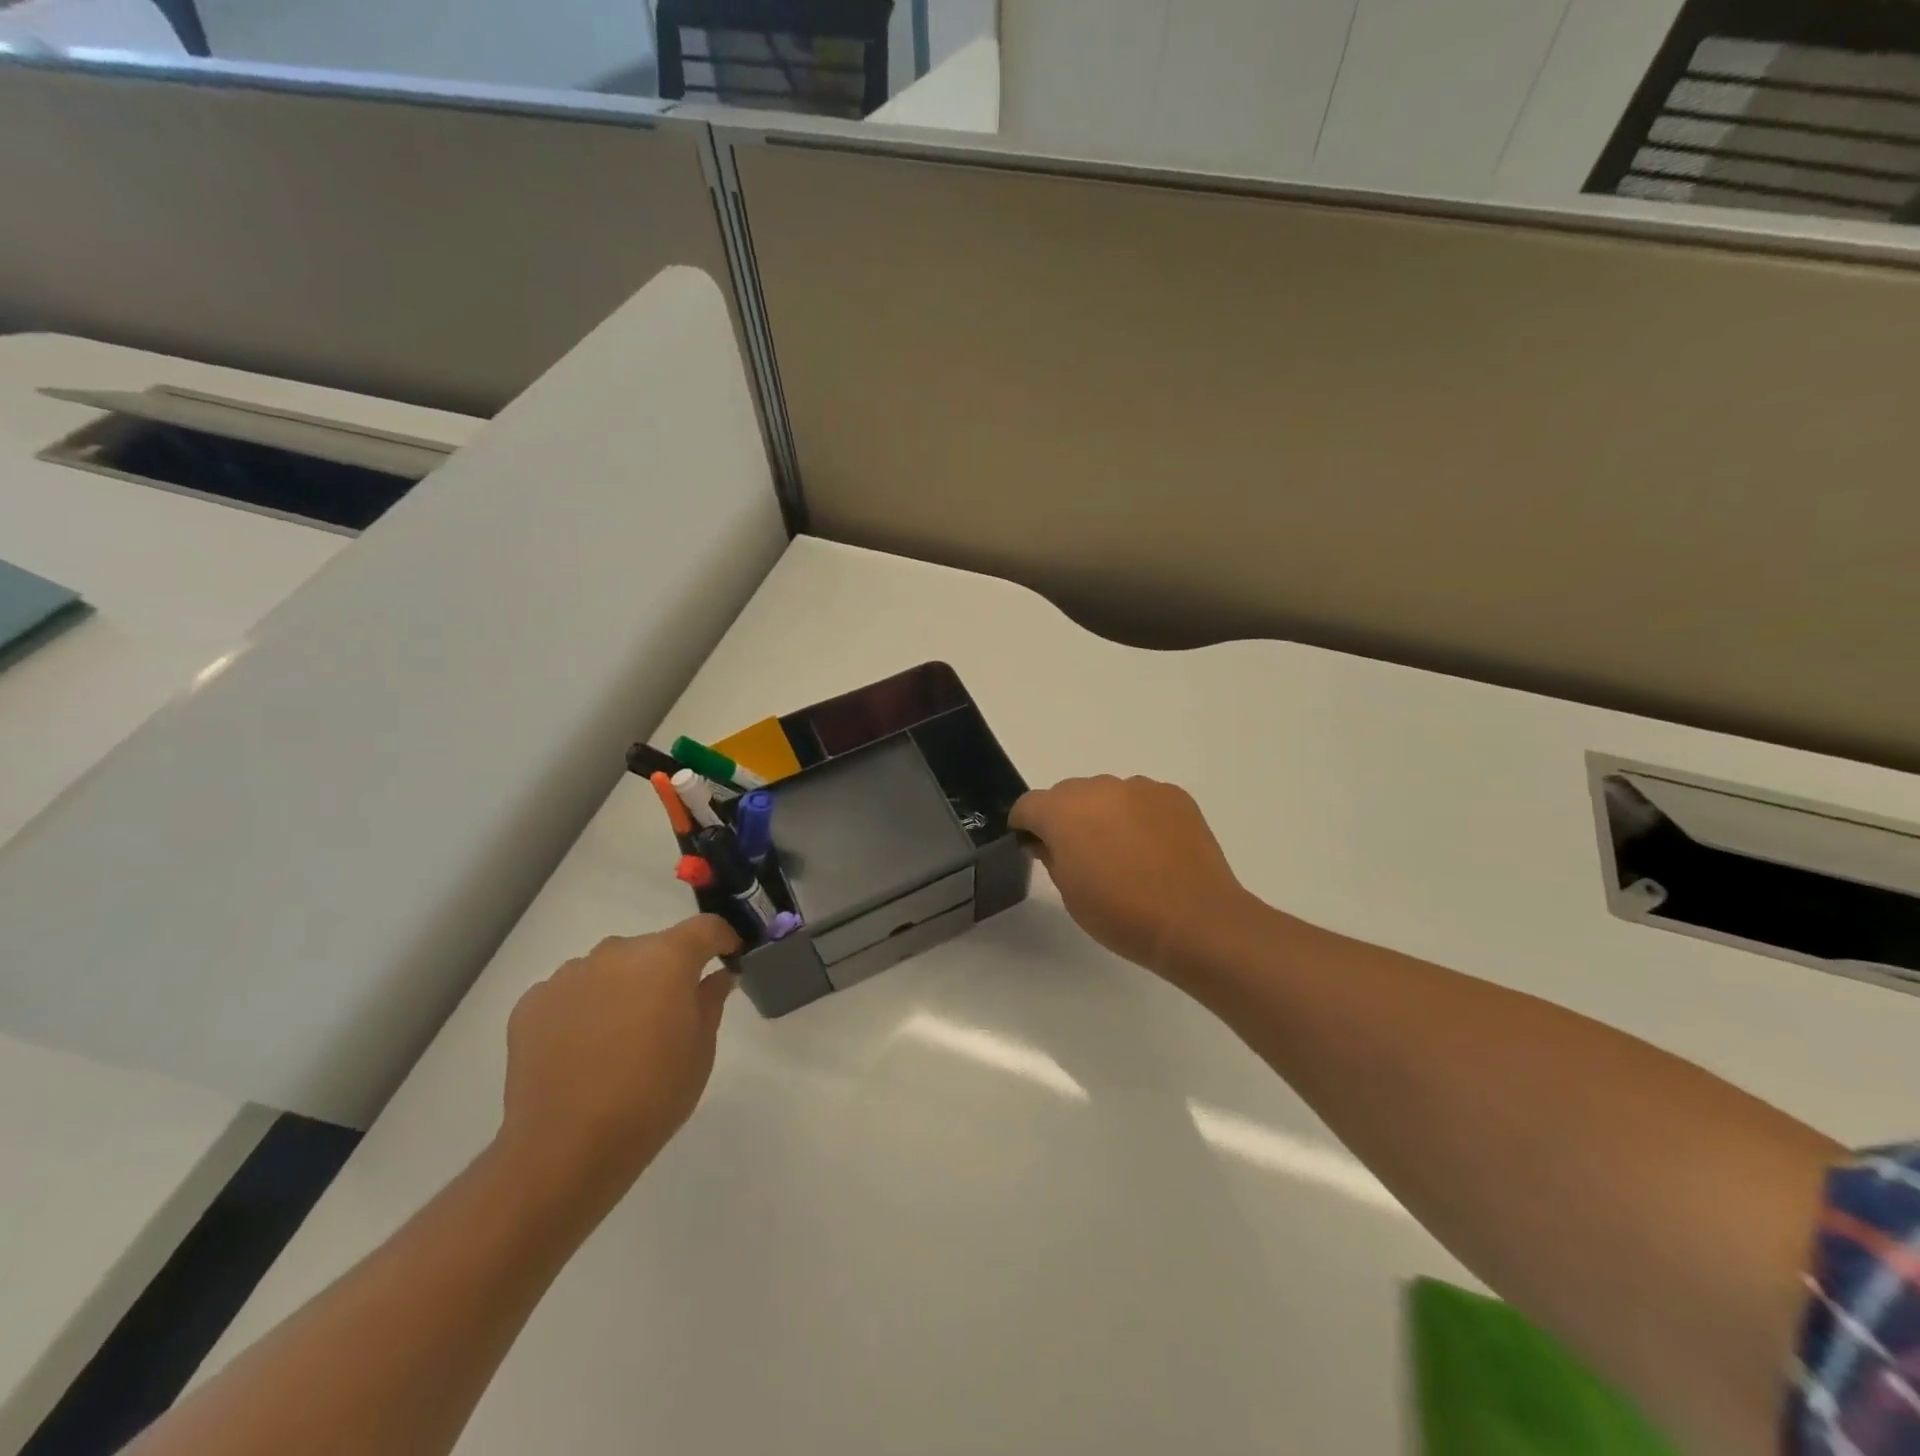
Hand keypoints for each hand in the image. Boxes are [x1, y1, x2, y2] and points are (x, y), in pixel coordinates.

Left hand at [498, 915, 738, 1214]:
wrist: (566, 1147)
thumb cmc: (652, 1095)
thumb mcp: (701, 1049)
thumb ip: (710, 1001)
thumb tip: (716, 976)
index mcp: (666, 958)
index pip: (705, 928)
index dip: (722, 939)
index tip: (729, 957)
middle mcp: (616, 953)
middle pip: (653, 948)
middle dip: (667, 970)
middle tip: (670, 1013)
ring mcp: (569, 975)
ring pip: (609, 968)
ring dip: (623, 987)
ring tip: (620, 1035)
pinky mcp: (532, 1003)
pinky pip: (571, 992)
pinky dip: (584, 1007)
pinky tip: (583, 1048)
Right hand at [1010, 775, 1252, 981]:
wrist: (1195, 920)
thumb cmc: (1121, 914)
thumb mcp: (1069, 893)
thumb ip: (1051, 856)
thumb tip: (1048, 841)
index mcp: (1064, 811)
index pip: (1028, 805)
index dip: (1026, 826)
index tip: (1035, 848)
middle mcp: (1099, 788)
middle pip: (1068, 794)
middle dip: (1066, 818)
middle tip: (1083, 856)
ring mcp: (1140, 788)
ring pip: (1107, 794)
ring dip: (1105, 814)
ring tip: (1125, 854)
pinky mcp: (1173, 795)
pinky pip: (1142, 800)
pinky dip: (1139, 817)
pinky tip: (1154, 850)